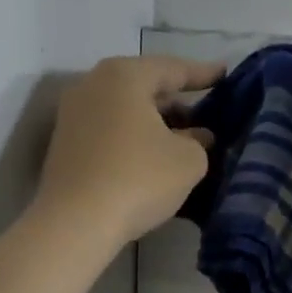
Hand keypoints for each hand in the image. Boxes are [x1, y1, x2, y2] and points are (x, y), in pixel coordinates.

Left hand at [35, 55, 221, 249]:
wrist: (74, 223)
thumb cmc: (138, 178)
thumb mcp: (188, 160)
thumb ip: (199, 141)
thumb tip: (197, 136)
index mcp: (125, 76)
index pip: (173, 69)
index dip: (203, 74)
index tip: (225, 75)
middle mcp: (93, 85)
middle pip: (145, 86)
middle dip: (177, 101)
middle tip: (206, 114)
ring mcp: (73, 114)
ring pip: (126, 109)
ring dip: (155, 121)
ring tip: (184, 139)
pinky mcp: (65, 143)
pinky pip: (110, 129)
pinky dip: (134, 136)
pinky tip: (154, 156)